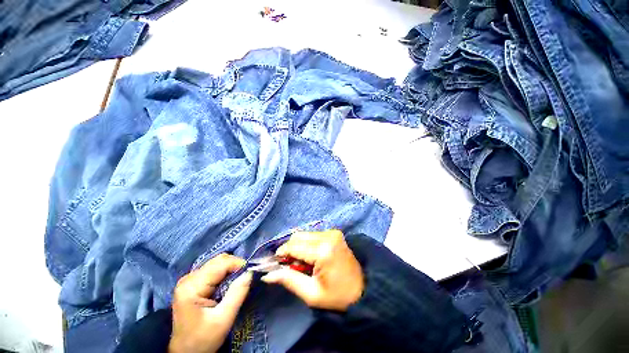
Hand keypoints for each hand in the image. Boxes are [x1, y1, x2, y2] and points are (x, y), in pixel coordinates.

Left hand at [169, 254, 252, 352]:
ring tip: (240, 280)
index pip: (221, 264)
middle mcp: (189, 278)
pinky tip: (230, 283)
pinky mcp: (193, 283)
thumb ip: (237, 293)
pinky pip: (214, 270)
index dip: (239, 264)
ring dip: (231, 269)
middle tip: (247, 276)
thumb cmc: (203, 340)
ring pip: (217, 263)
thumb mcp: (223, 319)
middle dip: (236, 265)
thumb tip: (250, 272)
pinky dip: (225, 273)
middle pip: (218, 261)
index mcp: (192, 286)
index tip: (251, 272)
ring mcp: (190, 280)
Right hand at [261, 230, 363, 311]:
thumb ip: (289, 280)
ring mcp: (333, 233)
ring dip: (299, 247)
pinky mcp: (335, 233)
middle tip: (291, 266)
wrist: (363, 290)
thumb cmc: (337, 296)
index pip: (294, 246)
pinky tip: (312, 257)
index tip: (275, 264)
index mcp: (323, 251)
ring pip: (305, 235)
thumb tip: (267, 274)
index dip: (281, 254)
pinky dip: (308, 244)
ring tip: (303, 264)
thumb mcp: (311, 294)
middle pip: (298, 237)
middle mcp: (328, 236)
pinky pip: (313, 235)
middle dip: (290, 250)